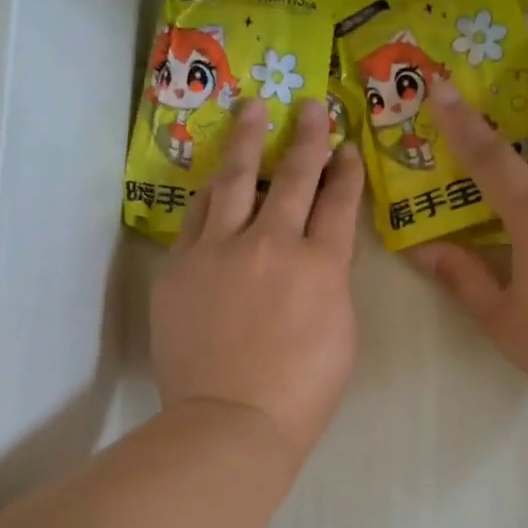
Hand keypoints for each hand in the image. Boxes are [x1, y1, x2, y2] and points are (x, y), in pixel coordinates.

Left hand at [152, 99, 364, 463]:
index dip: (346, 170)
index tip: (347, 147)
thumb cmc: (300, 393)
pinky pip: (196, 217)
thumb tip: (316, 259)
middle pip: (292, 176)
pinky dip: (210, 194)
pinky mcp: (181, 266)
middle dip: (306, 137)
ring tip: (252, 110)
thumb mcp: (340, 336)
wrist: (230, 420)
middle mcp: (272, 243)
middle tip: (311, 107)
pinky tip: (213, 179)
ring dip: (247, 141)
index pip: (338, 202)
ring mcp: (220, 251)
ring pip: (234, 180)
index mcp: (321, 265)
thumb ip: (329, 286)